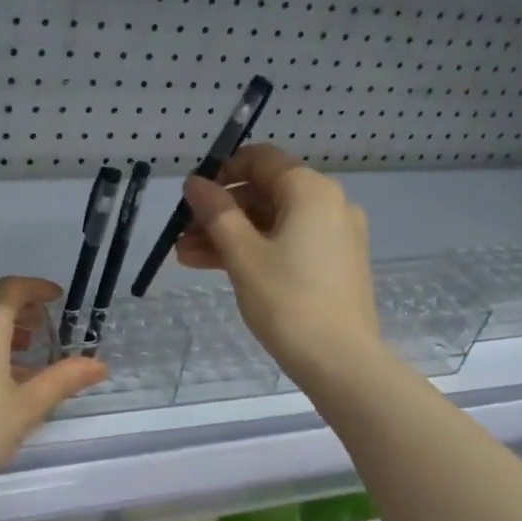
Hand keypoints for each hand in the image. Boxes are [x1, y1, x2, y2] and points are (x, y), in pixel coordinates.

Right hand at [175, 144, 382, 383]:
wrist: (340, 360)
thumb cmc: (287, 301)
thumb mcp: (243, 255)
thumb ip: (216, 213)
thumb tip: (195, 183)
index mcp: (310, 191)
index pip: (262, 160)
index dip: (223, 172)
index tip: (194, 197)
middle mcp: (329, 204)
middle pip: (265, 193)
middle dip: (220, 212)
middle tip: (181, 235)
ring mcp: (334, 236)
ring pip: (272, 223)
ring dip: (230, 235)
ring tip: (186, 256)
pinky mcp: (333, 265)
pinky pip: (287, 244)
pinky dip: (254, 250)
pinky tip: (217, 267)